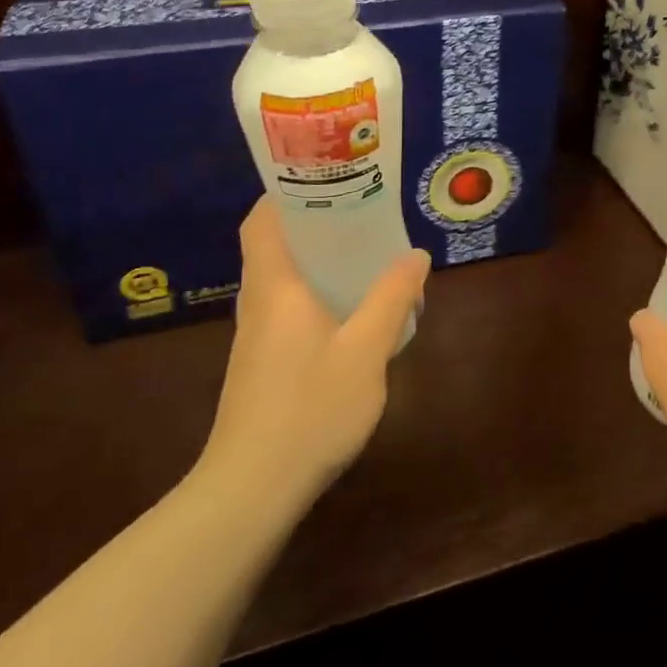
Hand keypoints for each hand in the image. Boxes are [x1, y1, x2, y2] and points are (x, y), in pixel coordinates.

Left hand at [195, 197, 429, 513]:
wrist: (252, 488)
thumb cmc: (310, 409)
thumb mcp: (365, 351)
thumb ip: (391, 299)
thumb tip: (414, 255)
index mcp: (275, 287)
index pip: (261, 222)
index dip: (284, 193)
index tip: (324, 178)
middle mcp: (258, 303)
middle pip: (273, 247)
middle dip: (312, 224)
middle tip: (360, 212)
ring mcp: (254, 337)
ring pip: (280, 281)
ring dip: (315, 262)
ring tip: (361, 256)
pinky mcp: (259, 365)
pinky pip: (285, 309)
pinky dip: (313, 295)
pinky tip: (347, 314)